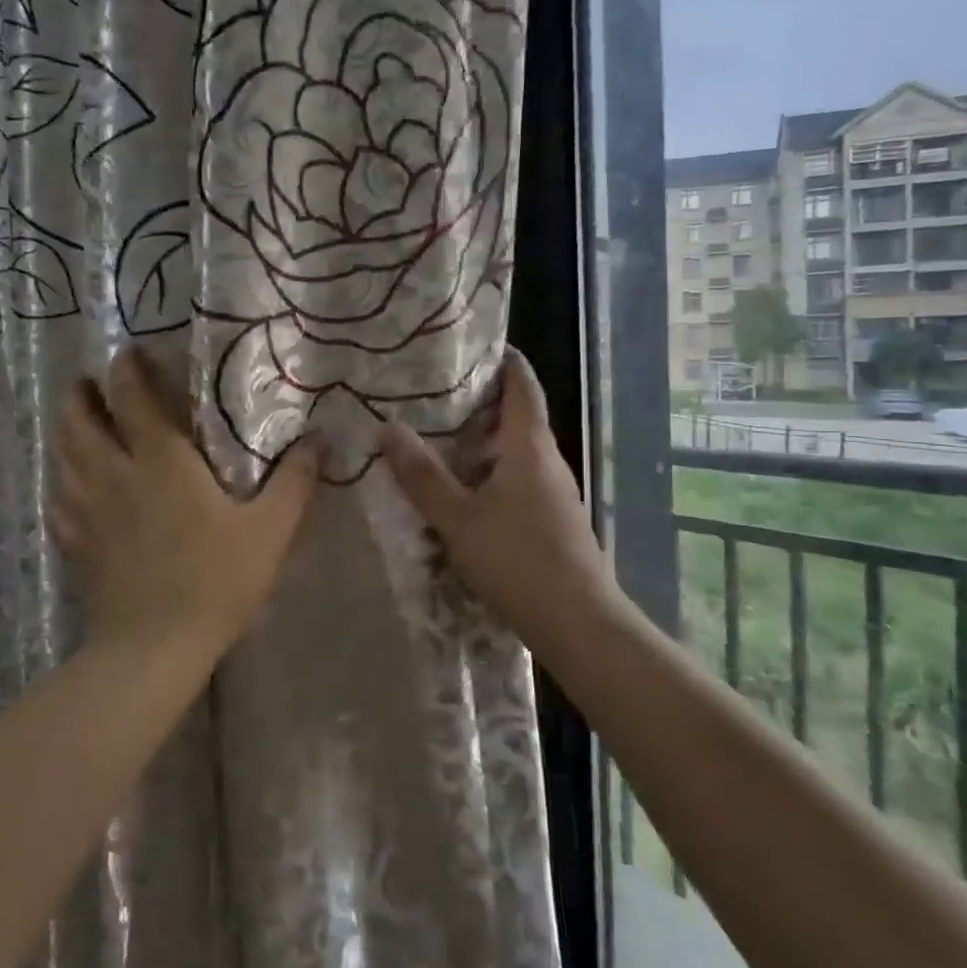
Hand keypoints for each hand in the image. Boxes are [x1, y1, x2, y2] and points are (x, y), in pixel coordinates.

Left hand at [54, 348, 319, 656]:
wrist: (154, 648)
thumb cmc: (215, 581)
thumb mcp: (269, 531)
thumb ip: (294, 482)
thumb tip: (319, 441)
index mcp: (161, 460)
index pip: (132, 397)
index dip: (126, 369)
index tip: (128, 354)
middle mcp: (115, 473)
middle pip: (80, 418)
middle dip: (83, 394)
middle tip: (94, 384)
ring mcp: (87, 509)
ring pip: (63, 454)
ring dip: (68, 430)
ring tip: (80, 422)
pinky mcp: (76, 543)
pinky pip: (59, 499)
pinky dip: (63, 482)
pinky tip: (71, 487)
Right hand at [380, 351, 612, 648]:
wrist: (577, 621)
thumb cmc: (516, 558)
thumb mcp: (457, 517)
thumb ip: (422, 474)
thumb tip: (388, 426)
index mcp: (529, 446)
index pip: (523, 386)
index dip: (506, 361)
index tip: (477, 346)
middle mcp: (548, 461)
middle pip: (520, 417)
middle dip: (484, 402)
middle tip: (439, 393)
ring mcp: (556, 492)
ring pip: (519, 452)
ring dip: (487, 441)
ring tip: (444, 438)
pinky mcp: (555, 520)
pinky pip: (521, 479)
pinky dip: (494, 472)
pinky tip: (468, 491)